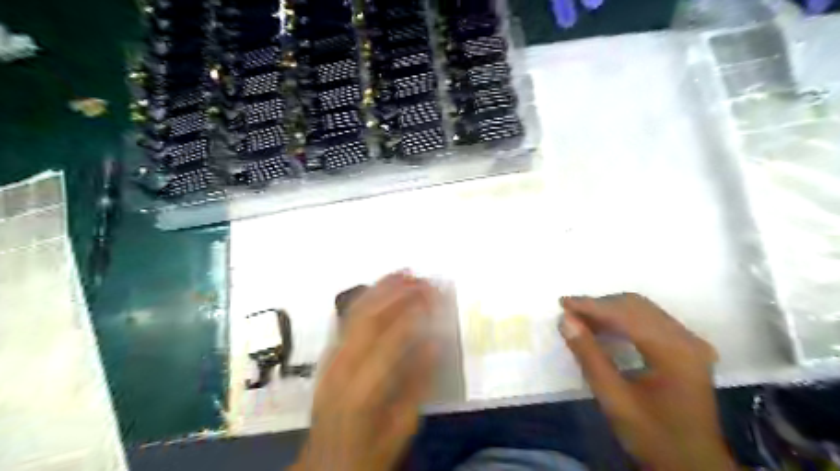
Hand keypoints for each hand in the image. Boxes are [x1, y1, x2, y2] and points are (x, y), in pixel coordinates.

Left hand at [292, 273, 440, 470]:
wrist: (324, 463)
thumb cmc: (367, 450)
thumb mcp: (401, 426)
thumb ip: (418, 383)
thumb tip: (434, 342)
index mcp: (364, 386)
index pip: (392, 337)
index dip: (415, 311)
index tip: (435, 295)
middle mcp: (343, 364)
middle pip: (370, 317)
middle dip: (398, 292)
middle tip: (422, 278)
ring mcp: (332, 357)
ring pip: (356, 312)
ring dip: (381, 288)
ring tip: (403, 272)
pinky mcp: (329, 354)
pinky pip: (346, 318)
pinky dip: (365, 298)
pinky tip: (378, 288)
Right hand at [560, 293, 736, 468]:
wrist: (693, 465)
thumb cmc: (653, 436)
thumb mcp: (614, 399)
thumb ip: (589, 356)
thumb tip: (566, 320)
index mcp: (674, 351)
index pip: (626, 315)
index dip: (591, 306)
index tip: (562, 303)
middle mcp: (687, 339)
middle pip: (636, 306)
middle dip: (599, 306)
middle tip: (569, 312)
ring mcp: (690, 342)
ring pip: (642, 310)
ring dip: (609, 311)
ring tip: (580, 319)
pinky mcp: (687, 348)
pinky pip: (650, 321)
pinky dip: (623, 320)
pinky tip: (604, 328)